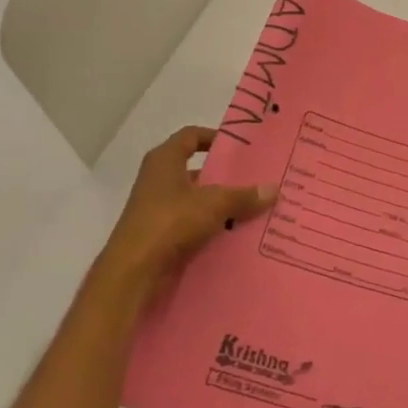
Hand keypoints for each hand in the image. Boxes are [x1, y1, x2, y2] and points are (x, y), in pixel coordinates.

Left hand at [90, 126, 275, 304]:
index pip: (191, 136)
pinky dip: (210, 227)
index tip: (240, 147)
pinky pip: (191, 224)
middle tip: (254, 179)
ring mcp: (156, 209)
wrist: (133, 271)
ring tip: (251, 209)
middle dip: (224, 176)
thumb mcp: (214, 204)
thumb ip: (243, 196)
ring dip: (219, 204)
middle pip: (196, 170)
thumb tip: (274, 189)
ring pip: (195, 200)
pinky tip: (234, 234)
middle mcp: (157, 179)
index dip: (214, 137)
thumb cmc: (170, 221)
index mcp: (164, 160)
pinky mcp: (158, 235)